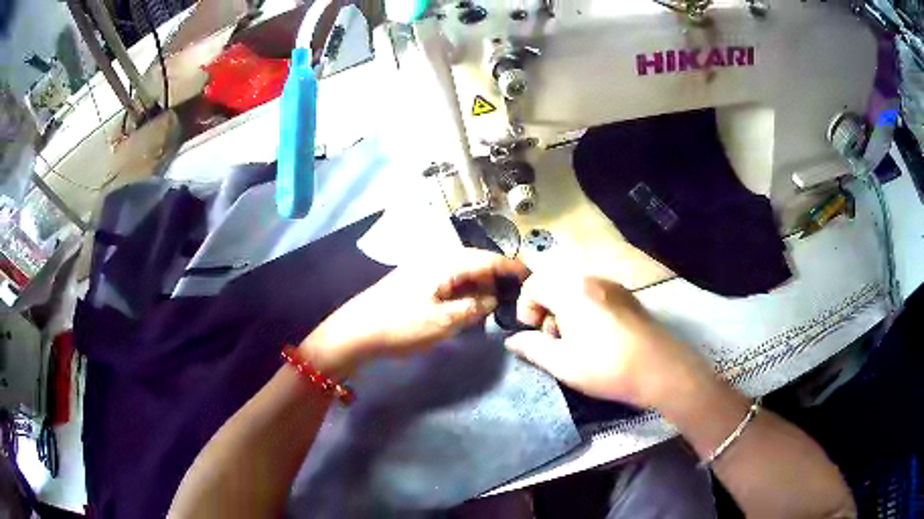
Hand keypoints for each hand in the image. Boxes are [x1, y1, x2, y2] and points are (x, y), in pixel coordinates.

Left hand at [300, 249, 528, 377]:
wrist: (355, 332)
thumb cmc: (400, 325)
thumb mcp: (443, 322)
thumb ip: (474, 307)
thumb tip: (493, 299)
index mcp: (444, 264)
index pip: (486, 259)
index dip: (510, 267)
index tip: (530, 275)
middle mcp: (435, 259)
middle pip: (474, 262)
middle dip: (496, 276)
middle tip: (515, 293)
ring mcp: (422, 269)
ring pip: (460, 272)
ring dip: (479, 284)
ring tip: (495, 301)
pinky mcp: (413, 281)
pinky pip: (447, 280)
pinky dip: (462, 290)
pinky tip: (467, 303)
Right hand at [505, 274, 713, 408]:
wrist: (661, 369)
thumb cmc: (607, 367)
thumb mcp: (562, 364)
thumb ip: (532, 348)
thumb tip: (512, 340)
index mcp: (571, 290)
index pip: (534, 284)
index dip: (525, 307)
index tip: (533, 333)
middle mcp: (591, 279)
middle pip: (555, 283)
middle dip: (546, 309)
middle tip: (554, 339)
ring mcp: (613, 286)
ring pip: (575, 288)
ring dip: (566, 309)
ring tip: (575, 340)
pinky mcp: (628, 297)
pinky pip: (595, 293)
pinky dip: (585, 308)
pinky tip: (598, 336)